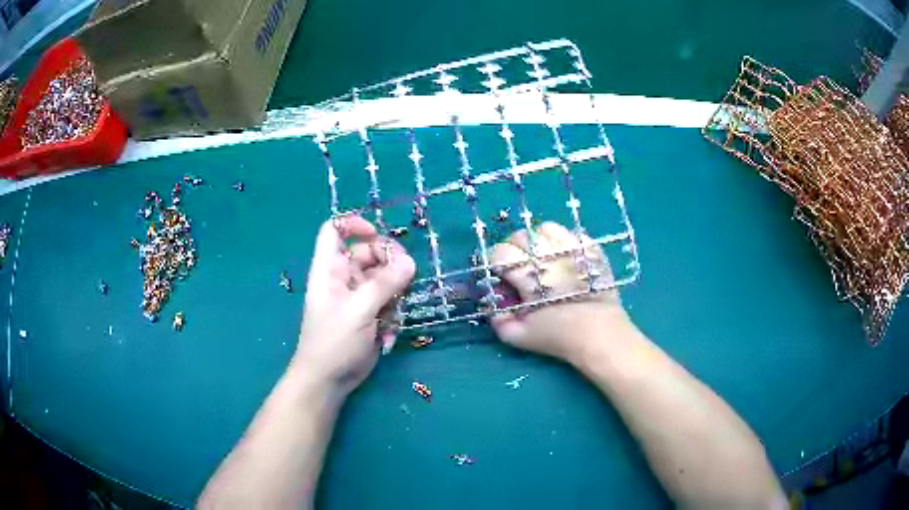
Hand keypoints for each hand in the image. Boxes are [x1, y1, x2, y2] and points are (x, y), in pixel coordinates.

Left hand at [294, 216, 415, 395]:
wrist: (329, 380)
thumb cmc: (333, 342)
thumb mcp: (358, 310)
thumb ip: (384, 284)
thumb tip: (410, 262)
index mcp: (330, 268)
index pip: (335, 230)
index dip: (354, 225)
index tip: (378, 235)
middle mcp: (344, 277)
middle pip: (370, 252)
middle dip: (389, 262)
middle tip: (406, 276)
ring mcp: (359, 295)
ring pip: (385, 277)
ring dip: (395, 292)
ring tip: (393, 313)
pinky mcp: (372, 313)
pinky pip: (390, 300)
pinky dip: (394, 312)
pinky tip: (388, 332)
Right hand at [489, 222, 633, 364]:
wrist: (598, 333)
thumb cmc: (558, 336)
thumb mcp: (519, 337)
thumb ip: (498, 321)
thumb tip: (493, 305)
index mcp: (527, 274)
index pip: (500, 252)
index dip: (497, 263)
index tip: (502, 276)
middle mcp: (547, 255)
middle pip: (520, 236)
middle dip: (514, 249)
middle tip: (520, 268)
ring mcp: (571, 248)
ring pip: (545, 228)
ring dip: (538, 240)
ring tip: (542, 257)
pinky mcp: (590, 248)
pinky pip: (570, 233)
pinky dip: (562, 241)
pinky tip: (562, 256)